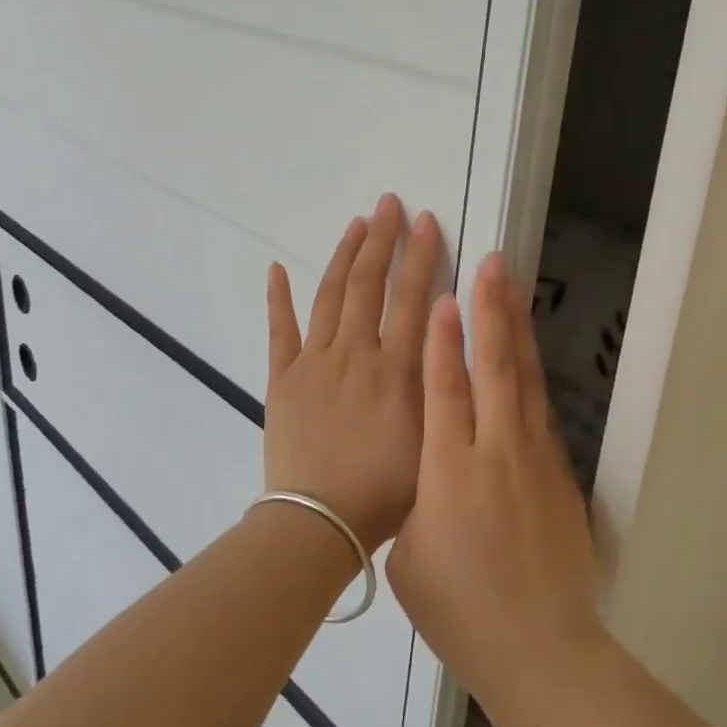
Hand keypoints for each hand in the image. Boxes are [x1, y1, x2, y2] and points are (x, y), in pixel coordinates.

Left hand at [264, 194, 443, 551]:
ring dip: (342, 256)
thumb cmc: (385, 492)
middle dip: (382, 240)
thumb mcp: (432, 440)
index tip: (427, 221)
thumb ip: (441, 386)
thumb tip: (450, 337)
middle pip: (368, 284)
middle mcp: (355, 354)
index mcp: (395, 369)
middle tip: (389, 204)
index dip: (422, 256)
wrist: (318, 522)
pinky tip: (276, 269)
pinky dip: (278, 297)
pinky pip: (279, 330)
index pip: (413, 298)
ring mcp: (313, 363)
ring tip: (356, 224)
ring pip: (328, 296)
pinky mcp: (281, 379)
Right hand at [387, 252, 602, 714]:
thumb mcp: (412, 556)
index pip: (446, 389)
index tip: (446, 294)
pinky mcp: (559, 473)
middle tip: (491, 263)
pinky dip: (532, 373)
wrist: (540, 649)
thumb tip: (427, 468)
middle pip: (494, 368)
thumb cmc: (460, 611)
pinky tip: (529, 355)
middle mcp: (496, 452)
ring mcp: (535, 459)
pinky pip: (541, 410)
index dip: (444, 339)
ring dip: (517, 330)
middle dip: (490, 311)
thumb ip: (417, 499)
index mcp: (450, 472)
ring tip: (514, 288)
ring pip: (525, 380)